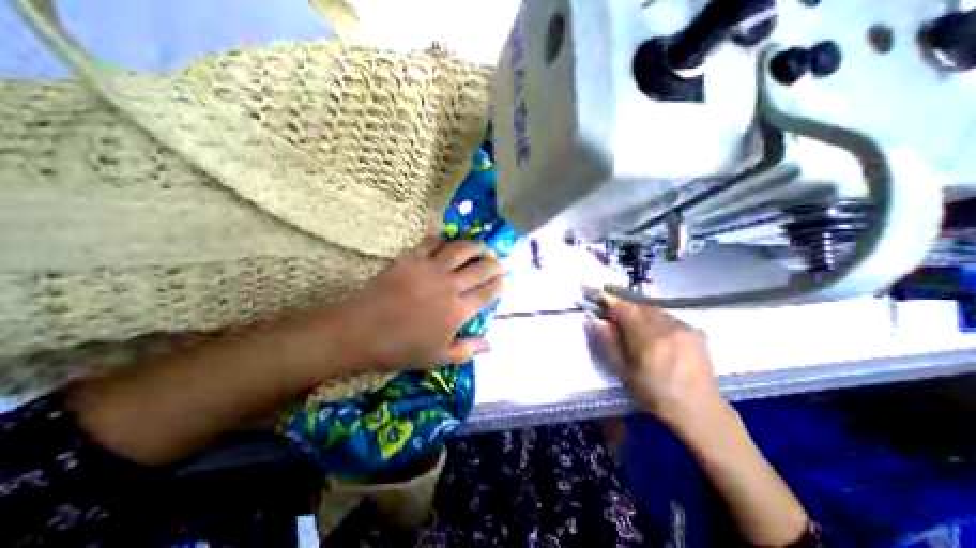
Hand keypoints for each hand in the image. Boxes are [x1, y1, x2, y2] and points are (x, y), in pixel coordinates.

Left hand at [333, 234, 507, 372]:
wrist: (360, 331)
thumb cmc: (400, 349)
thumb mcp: (438, 357)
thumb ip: (467, 350)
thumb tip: (491, 345)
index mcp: (458, 311)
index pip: (486, 294)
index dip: (498, 285)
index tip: (505, 280)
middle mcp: (450, 285)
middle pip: (479, 269)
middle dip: (494, 264)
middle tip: (501, 260)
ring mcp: (431, 269)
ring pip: (460, 250)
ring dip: (475, 246)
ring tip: (482, 246)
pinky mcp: (411, 258)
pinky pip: (432, 242)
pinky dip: (443, 240)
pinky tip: (446, 243)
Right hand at [586, 292, 723, 428]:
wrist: (699, 410)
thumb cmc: (654, 394)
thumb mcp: (624, 371)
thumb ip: (609, 341)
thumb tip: (596, 319)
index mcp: (648, 340)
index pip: (625, 309)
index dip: (610, 299)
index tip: (598, 293)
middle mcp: (668, 328)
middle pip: (640, 305)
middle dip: (623, 301)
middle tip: (610, 300)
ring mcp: (684, 328)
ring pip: (654, 309)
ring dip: (639, 309)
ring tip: (629, 315)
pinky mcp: (695, 331)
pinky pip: (668, 316)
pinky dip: (654, 317)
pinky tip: (652, 329)